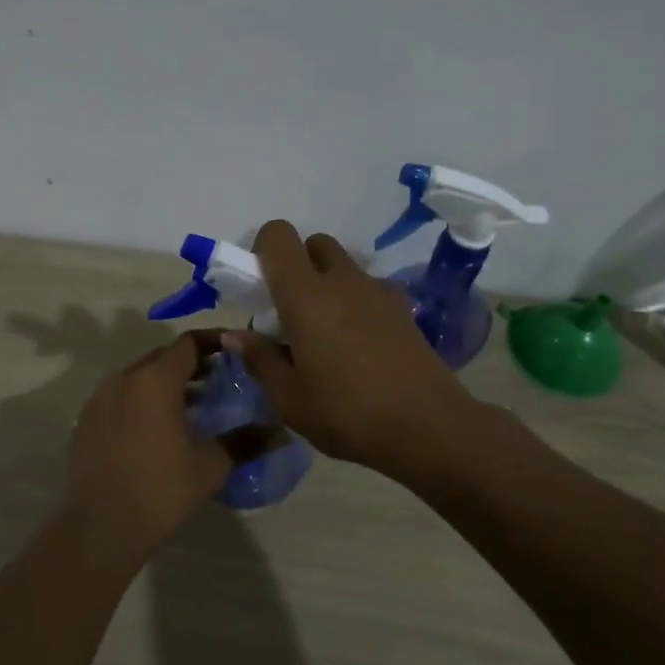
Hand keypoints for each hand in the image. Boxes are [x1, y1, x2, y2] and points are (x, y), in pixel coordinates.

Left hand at [64, 331, 275, 563]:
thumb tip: (282, 432)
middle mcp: (123, 378)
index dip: (214, 343)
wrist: (101, 526)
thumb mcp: (211, 466)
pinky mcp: (86, 420)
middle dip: (192, 364)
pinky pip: (120, 397)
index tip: (236, 352)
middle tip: (219, 381)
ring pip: (139, 377)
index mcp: (154, 380)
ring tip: (192, 407)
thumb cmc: (161, 490)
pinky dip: (142, 401)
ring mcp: (99, 398)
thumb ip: (246, 441)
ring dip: (165, 384)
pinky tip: (157, 429)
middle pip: (162, 357)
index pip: (188, 343)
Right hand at [227, 221, 487, 478]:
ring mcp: (378, 291)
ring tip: (326, 335)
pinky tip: (358, 347)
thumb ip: (260, 359)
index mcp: (306, 295)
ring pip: (344, 267)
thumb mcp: (289, 398)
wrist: (428, 429)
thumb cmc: (347, 413)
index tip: (259, 287)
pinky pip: (369, 290)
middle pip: (314, 244)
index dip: (263, 250)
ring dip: (327, 285)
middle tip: (290, 312)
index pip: (278, 235)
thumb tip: (235, 335)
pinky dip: (356, 303)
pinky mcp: (403, 309)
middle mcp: (342, 280)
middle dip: (297, 266)